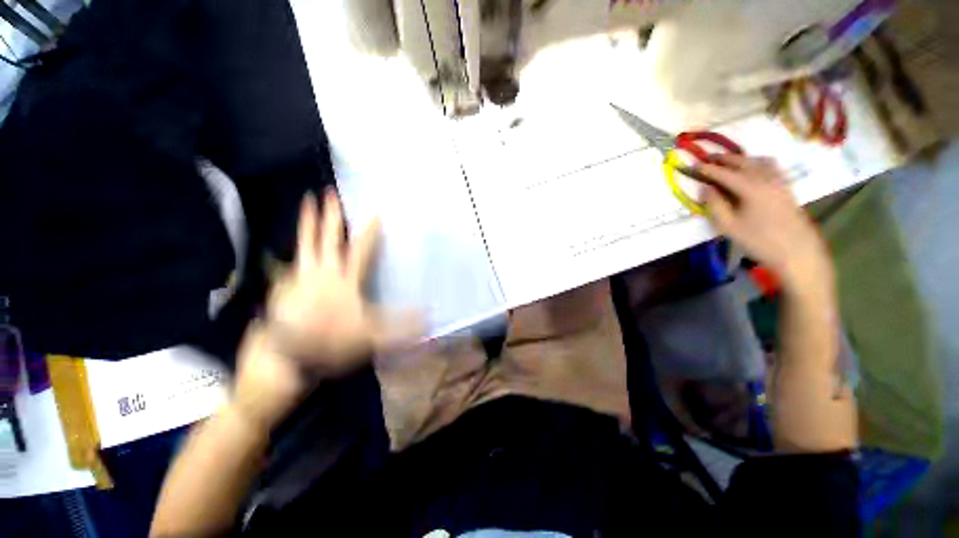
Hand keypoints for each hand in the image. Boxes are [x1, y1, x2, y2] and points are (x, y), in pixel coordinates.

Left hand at [266, 188, 417, 371]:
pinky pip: (291, 261)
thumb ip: (401, 326)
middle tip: (328, 193)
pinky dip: (295, 249)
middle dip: (331, 216)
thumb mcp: (372, 336)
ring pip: (305, 244)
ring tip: (307, 202)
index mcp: (345, 281)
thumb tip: (428, 317)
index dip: (369, 232)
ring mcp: (300, 277)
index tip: (375, 213)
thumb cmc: (330, 342)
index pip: (361, 251)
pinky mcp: (283, 286)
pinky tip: (295, 245)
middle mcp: (322, 273)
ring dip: (308, 223)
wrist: (285, 357)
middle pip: (328, 239)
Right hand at [699, 155, 833, 292]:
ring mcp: (780, 181)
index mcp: (751, 188)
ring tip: (729, 162)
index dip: (707, 169)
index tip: (693, 166)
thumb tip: (705, 188)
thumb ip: (715, 205)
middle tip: (708, 158)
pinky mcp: (787, 187)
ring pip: (759, 161)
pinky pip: (771, 167)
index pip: (724, 173)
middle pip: (743, 162)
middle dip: (724, 159)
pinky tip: (754, 169)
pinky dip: (758, 162)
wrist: (797, 251)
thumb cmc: (758, 241)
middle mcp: (766, 179)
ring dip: (741, 159)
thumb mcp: (729, 226)